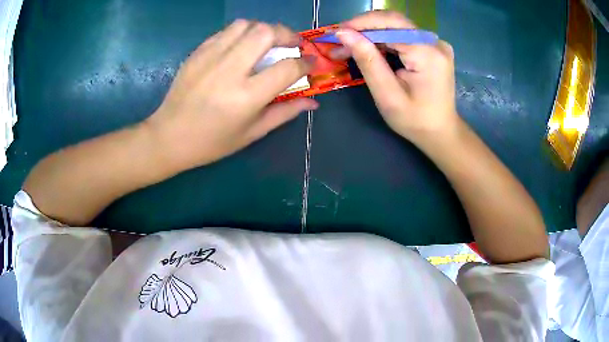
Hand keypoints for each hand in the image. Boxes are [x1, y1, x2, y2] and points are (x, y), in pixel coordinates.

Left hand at [146, 20, 317, 169]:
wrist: (168, 136)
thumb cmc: (211, 142)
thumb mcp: (252, 133)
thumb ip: (285, 113)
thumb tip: (313, 101)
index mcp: (246, 96)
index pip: (287, 67)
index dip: (305, 63)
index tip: (310, 63)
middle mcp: (229, 70)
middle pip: (266, 32)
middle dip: (287, 34)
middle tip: (291, 44)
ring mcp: (210, 57)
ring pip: (246, 25)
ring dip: (263, 29)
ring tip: (265, 43)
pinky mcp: (197, 52)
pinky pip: (226, 31)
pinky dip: (241, 34)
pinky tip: (241, 47)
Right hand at [334, 11, 457, 143]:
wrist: (441, 132)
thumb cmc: (415, 120)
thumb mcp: (387, 95)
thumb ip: (367, 60)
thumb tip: (344, 33)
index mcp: (427, 54)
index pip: (390, 24)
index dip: (360, 24)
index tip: (335, 33)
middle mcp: (435, 43)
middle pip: (393, 22)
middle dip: (363, 28)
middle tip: (339, 40)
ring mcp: (436, 44)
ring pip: (396, 28)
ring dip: (371, 34)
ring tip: (348, 47)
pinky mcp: (433, 48)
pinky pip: (404, 36)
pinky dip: (384, 40)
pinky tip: (369, 49)